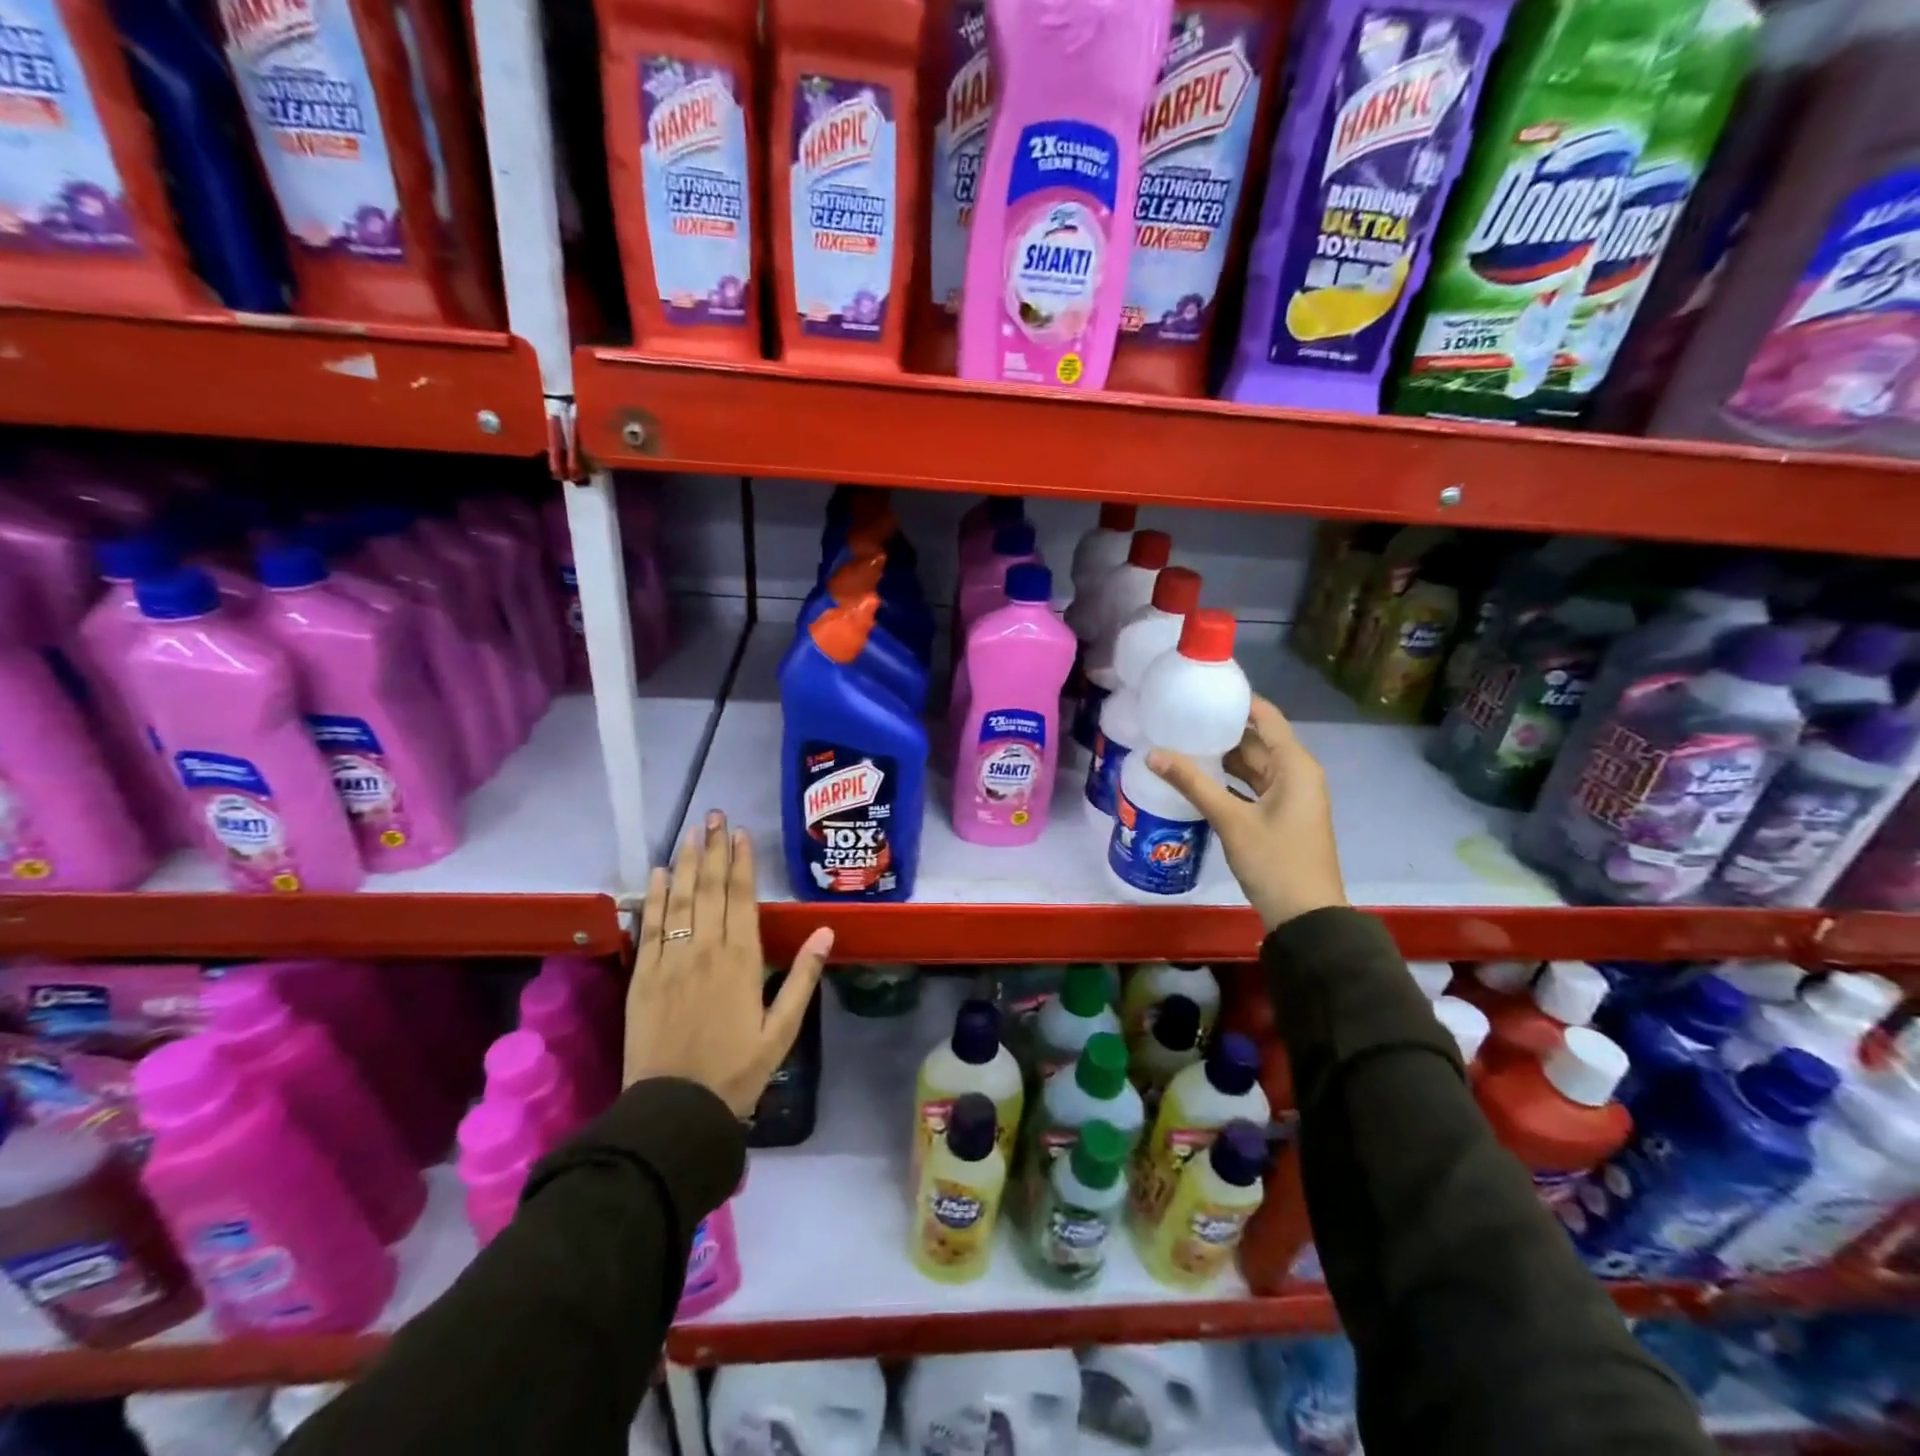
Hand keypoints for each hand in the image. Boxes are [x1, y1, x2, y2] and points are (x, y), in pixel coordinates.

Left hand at [626, 812, 833, 1116]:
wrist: (676, 1109)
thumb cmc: (737, 1070)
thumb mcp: (782, 1029)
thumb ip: (802, 977)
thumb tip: (827, 931)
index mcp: (742, 960)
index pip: (742, 898)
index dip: (742, 862)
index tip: (740, 833)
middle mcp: (706, 950)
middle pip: (710, 889)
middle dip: (714, 849)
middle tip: (714, 816)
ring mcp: (670, 961)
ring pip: (680, 900)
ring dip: (686, 862)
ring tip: (690, 832)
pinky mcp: (642, 976)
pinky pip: (649, 927)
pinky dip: (654, 897)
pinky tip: (658, 873)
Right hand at [1145, 696, 1346, 932]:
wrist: (1307, 916)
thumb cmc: (1275, 861)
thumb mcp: (1231, 820)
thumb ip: (1193, 784)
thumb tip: (1153, 754)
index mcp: (1295, 766)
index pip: (1266, 717)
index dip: (1237, 701)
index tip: (1202, 690)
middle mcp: (1296, 774)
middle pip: (1257, 740)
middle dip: (1222, 729)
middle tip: (1180, 717)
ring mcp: (1290, 797)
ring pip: (1253, 765)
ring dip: (1222, 756)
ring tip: (1182, 742)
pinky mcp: (1280, 816)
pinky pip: (1252, 785)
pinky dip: (1229, 779)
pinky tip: (1198, 777)